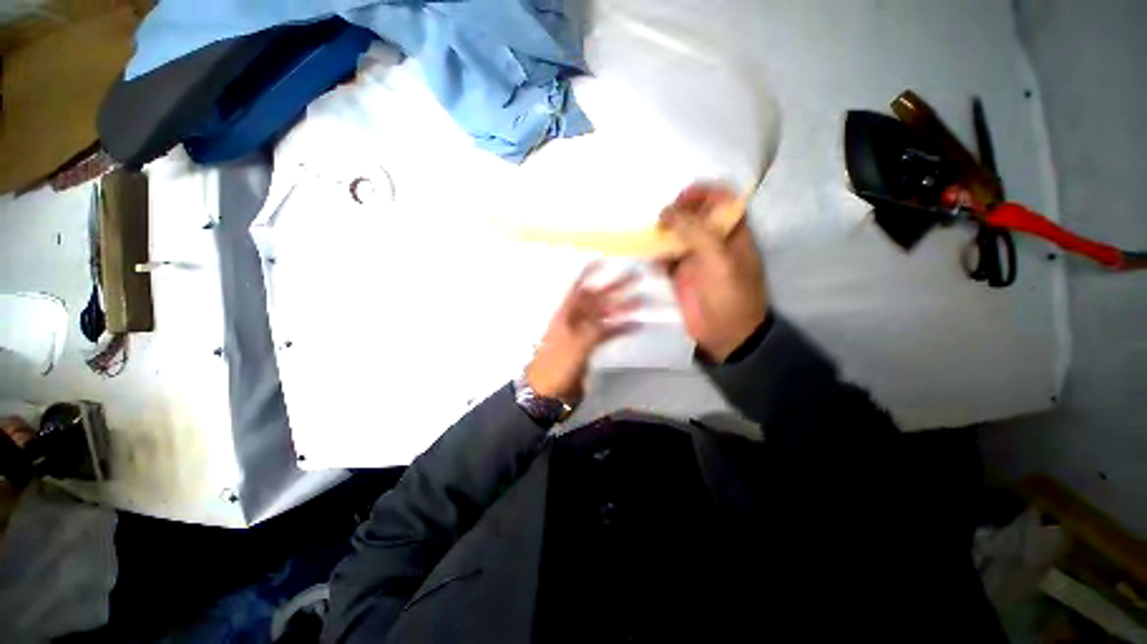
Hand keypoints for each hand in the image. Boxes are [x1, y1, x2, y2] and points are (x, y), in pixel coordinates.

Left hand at [525, 265, 640, 400]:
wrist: (548, 390)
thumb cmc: (555, 365)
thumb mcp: (574, 345)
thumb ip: (593, 329)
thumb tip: (612, 317)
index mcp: (565, 314)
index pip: (578, 287)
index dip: (588, 273)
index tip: (602, 259)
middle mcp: (575, 319)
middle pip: (596, 299)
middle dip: (614, 287)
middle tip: (634, 276)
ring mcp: (583, 332)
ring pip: (605, 315)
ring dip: (622, 307)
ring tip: (641, 301)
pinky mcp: (589, 345)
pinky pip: (607, 332)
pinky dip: (620, 328)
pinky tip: (634, 325)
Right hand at [658, 183, 767, 362]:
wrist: (725, 335)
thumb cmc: (730, 296)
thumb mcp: (719, 261)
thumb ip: (696, 233)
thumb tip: (667, 211)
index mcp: (732, 233)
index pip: (722, 201)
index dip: (703, 193)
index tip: (681, 197)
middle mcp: (713, 241)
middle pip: (695, 215)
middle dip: (678, 212)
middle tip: (661, 219)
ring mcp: (695, 258)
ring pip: (678, 235)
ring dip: (664, 233)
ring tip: (651, 236)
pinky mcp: (680, 275)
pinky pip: (666, 257)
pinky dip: (657, 255)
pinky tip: (650, 258)